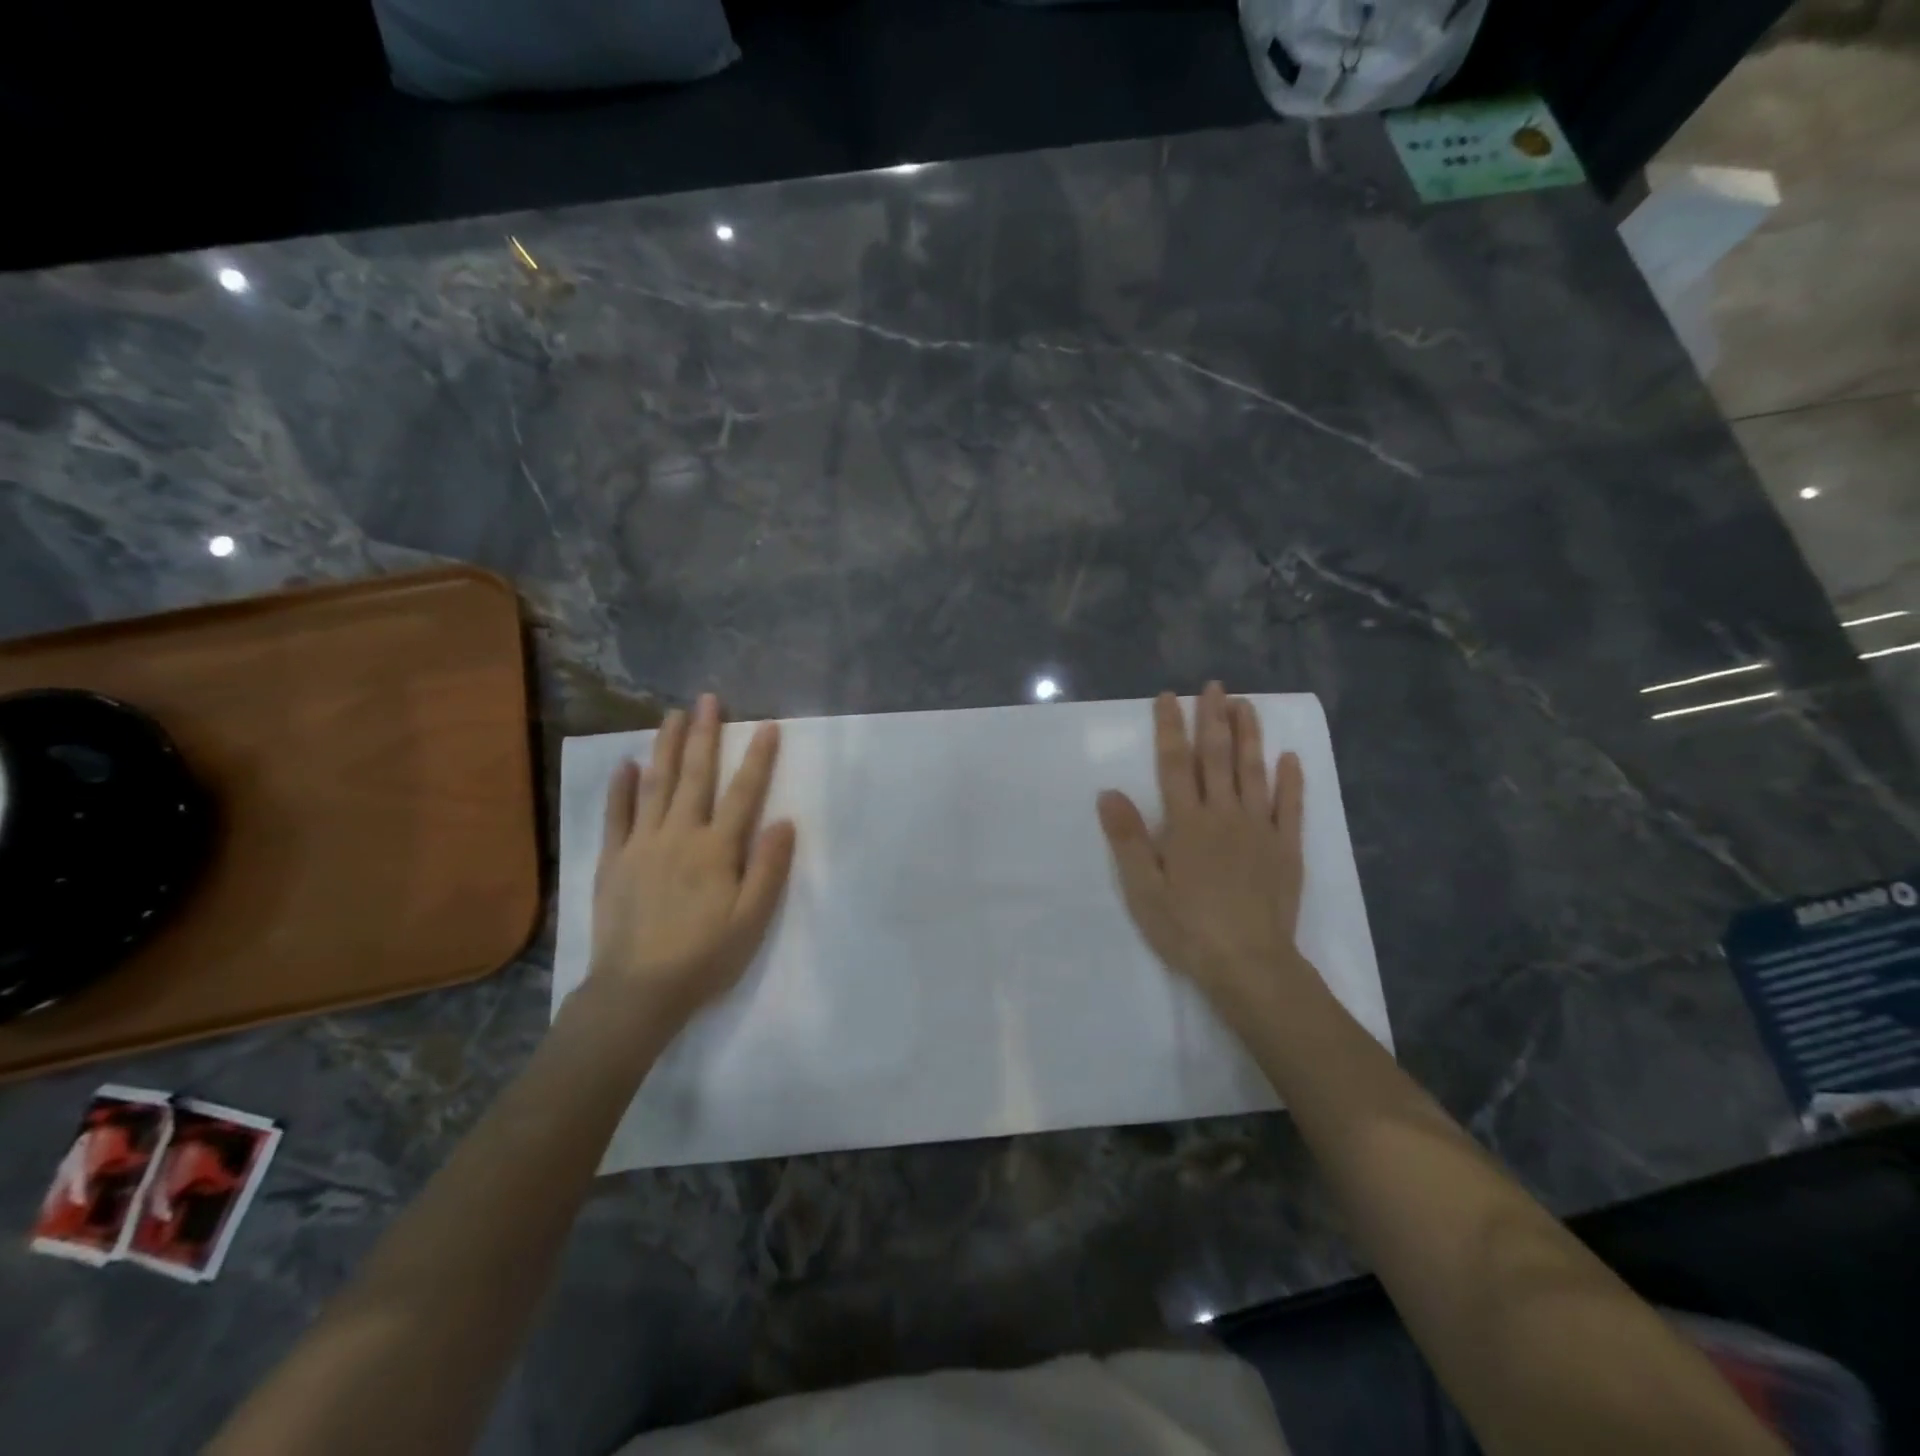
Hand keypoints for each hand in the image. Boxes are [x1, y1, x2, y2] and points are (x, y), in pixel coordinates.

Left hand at [590, 693, 796, 1026]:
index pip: (743, 793)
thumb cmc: (704, 957)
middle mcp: (679, 836)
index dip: (757, 758)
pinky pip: (616, 816)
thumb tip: (784, 821)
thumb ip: (768, 868)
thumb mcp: (751, 920)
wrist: (637, 992)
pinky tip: (627, 765)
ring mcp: (641, 845)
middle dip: (704, 735)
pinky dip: (622, 788)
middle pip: (695, 776)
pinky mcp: (612, 861)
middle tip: (708, 699)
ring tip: (672, 715)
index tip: (766, 726)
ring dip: (665, 747)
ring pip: (655, 785)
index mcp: (717, 850)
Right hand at [1097, 683, 1310, 1017]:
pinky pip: (1290, 806)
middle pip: (1217, 757)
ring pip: (1254, 772)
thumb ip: (1128, 839)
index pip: (1175, 764)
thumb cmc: (1187, 928)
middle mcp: (1224, 815)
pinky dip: (1291, 780)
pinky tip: (1290, 758)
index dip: (1170, 728)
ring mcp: (1260, 829)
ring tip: (1246, 705)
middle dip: (1213, 718)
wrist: (1249, 964)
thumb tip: (1108, 792)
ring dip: (1249, 736)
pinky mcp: (1286, 848)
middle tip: (1214, 685)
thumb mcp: (1143, 889)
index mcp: (1187, 823)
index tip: (1168, 697)